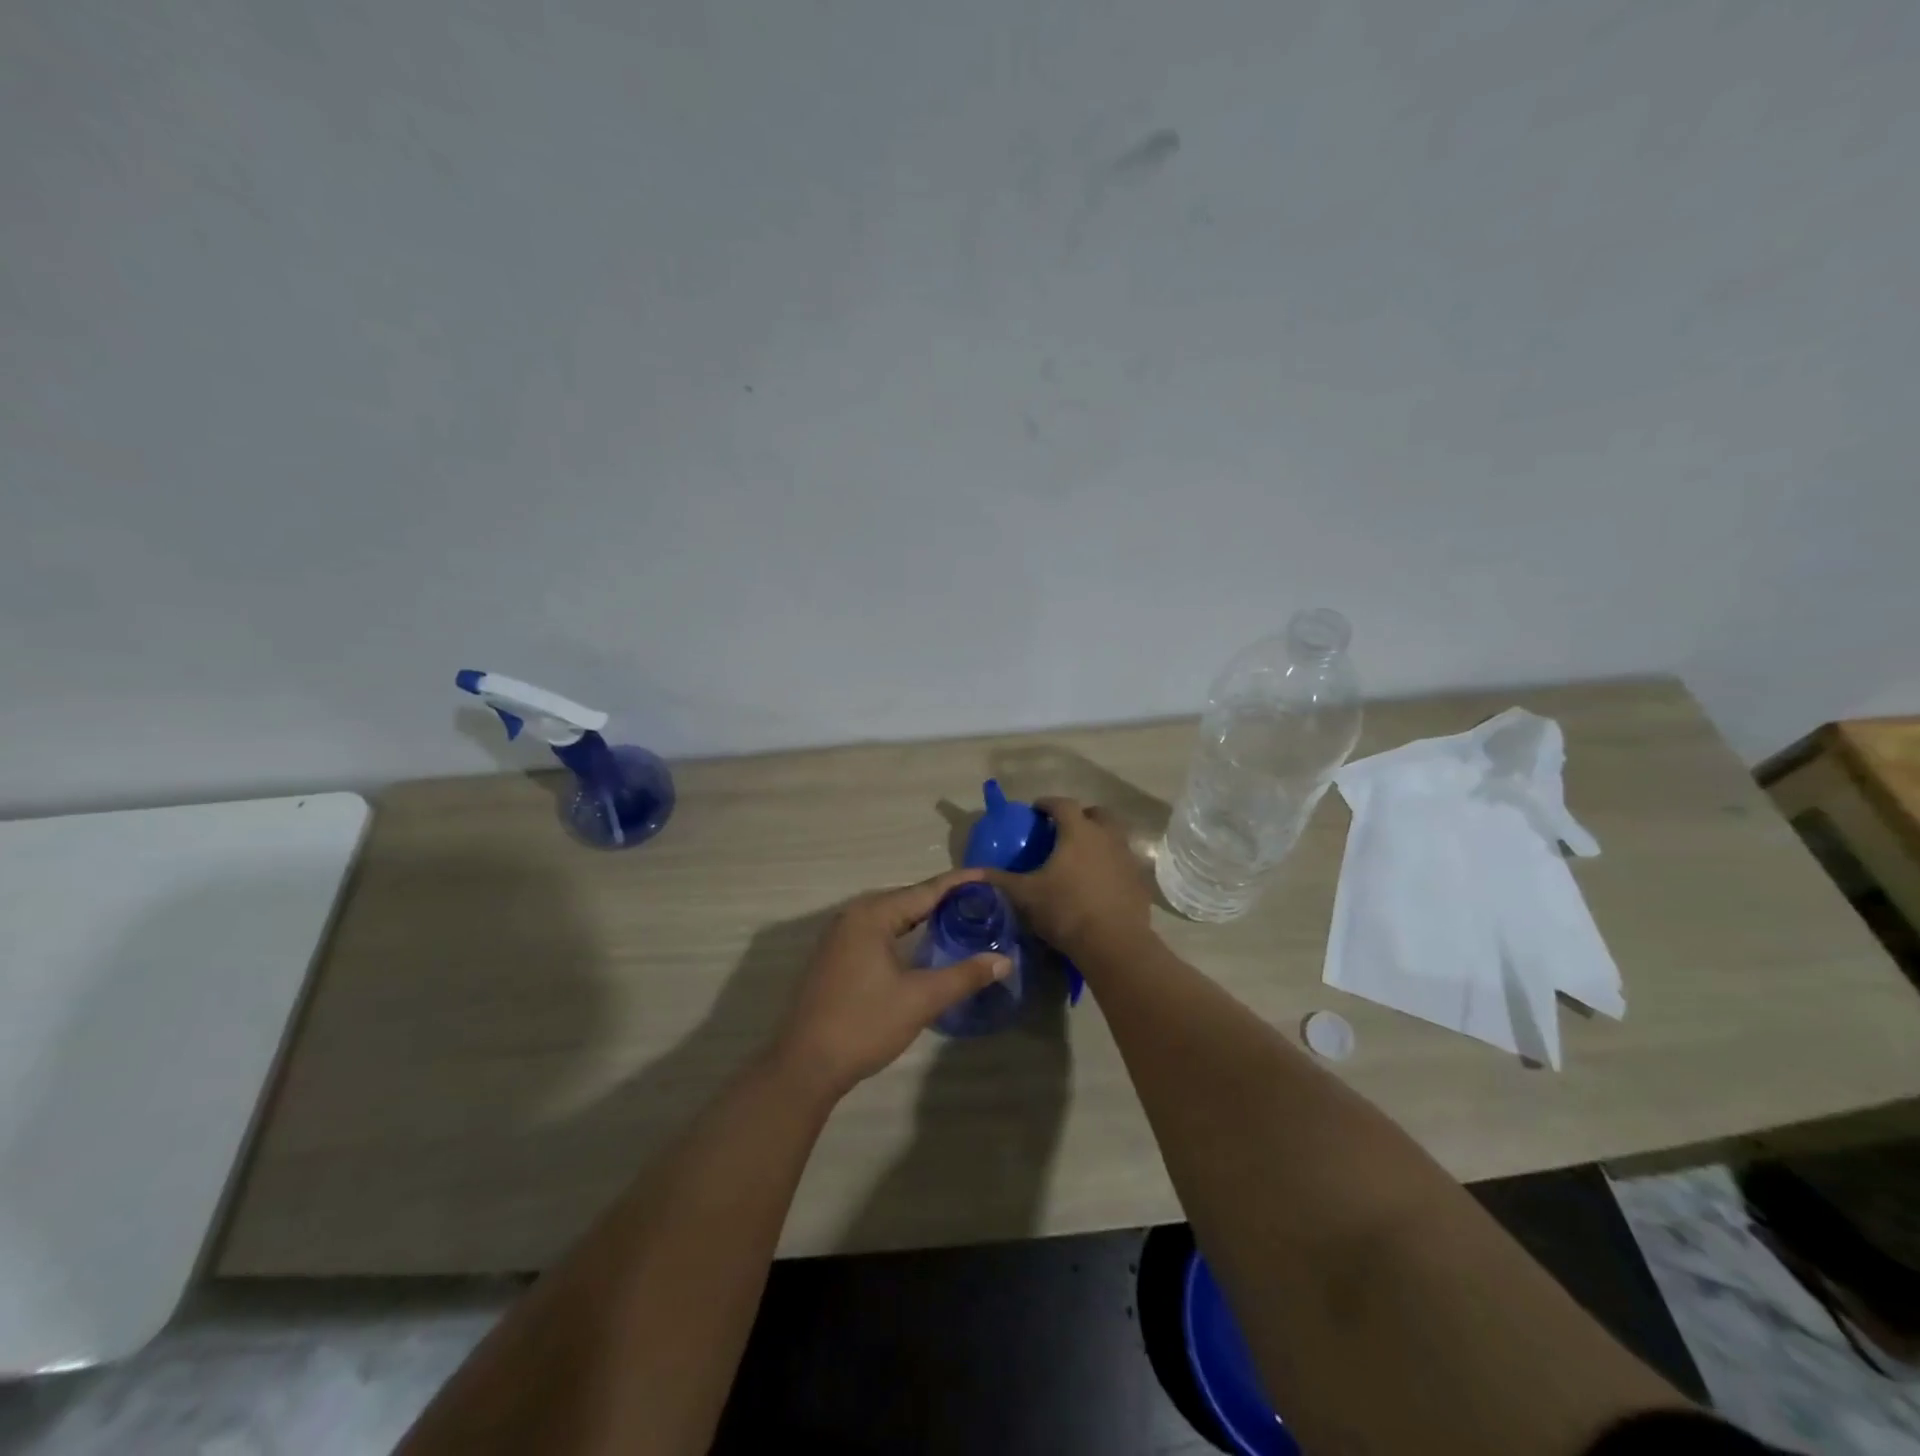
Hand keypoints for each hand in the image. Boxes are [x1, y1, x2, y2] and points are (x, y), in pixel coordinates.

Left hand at [771, 868, 1012, 1098]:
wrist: (805, 1065)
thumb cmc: (864, 1024)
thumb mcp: (920, 999)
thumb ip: (964, 976)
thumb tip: (1004, 960)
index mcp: (872, 915)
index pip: (925, 890)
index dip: (960, 883)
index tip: (990, 876)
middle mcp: (854, 915)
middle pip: (908, 899)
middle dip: (944, 899)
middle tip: (983, 901)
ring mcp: (841, 935)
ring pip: (892, 916)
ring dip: (924, 916)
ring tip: (961, 918)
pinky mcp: (836, 956)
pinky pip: (879, 931)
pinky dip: (905, 932)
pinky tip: (924, 943)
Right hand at [985, 797, 1151, 956]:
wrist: (1114, 944)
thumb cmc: (1066, 910)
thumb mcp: (1025, 895)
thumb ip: (999, 880)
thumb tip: (971, 873)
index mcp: (1078, 831)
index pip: (1062, 804)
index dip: (1047, 804)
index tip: (1036, 810)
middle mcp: (1107, 836)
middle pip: (1097, 813)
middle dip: (1080, 816)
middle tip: (1064, 830)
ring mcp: (1127, 857)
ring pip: (1114, 836)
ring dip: (1099, 838)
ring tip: (1082, 856)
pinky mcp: (1140, 880)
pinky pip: (1123, 861)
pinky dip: (1111, 863)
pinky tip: (1099, 882)